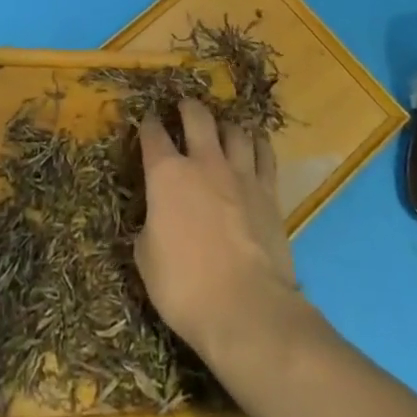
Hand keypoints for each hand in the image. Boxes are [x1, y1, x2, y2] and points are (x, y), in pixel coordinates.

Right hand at [135, 100, 297, 360]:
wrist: (247, 308)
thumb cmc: (185, 287)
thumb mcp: (146, 260)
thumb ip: (149, 227)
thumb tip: (154, 220)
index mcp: (166, 174)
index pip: (152, 134)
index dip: (147, 124)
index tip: (146, 121)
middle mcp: (203, 162)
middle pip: (197, 116)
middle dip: (188, 108)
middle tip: (184, 108)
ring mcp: (239, 173)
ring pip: (234, 130)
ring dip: (225, 126)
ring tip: (222, 129)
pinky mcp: (269, 191)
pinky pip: (265, 154)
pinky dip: (258, 145)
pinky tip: (256, 145)